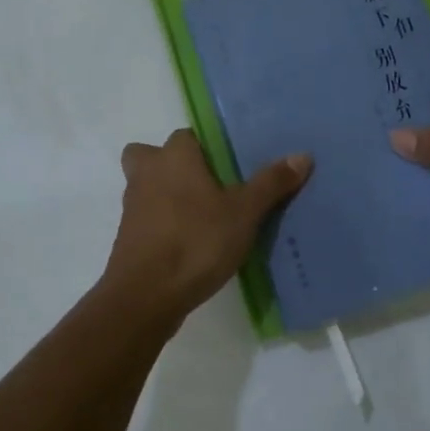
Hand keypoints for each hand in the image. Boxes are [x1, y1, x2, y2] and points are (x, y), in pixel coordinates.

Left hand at [102, 128, 311, 323]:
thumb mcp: (244, 213)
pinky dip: (162, 225)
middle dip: (172, 165)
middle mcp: (146, 173)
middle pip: (152, 156)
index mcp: (174, 157)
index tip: (229, 166)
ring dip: (166, 196)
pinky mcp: (127, 237)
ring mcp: (132, 206)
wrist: (146, 295)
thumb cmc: (196, 241)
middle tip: (205, 186)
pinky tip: (189, 243)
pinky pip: (146, 219)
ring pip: (146, 187)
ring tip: (203, 218)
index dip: (206, 148)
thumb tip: (302, 155)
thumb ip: (271, 183)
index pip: (187, 136)